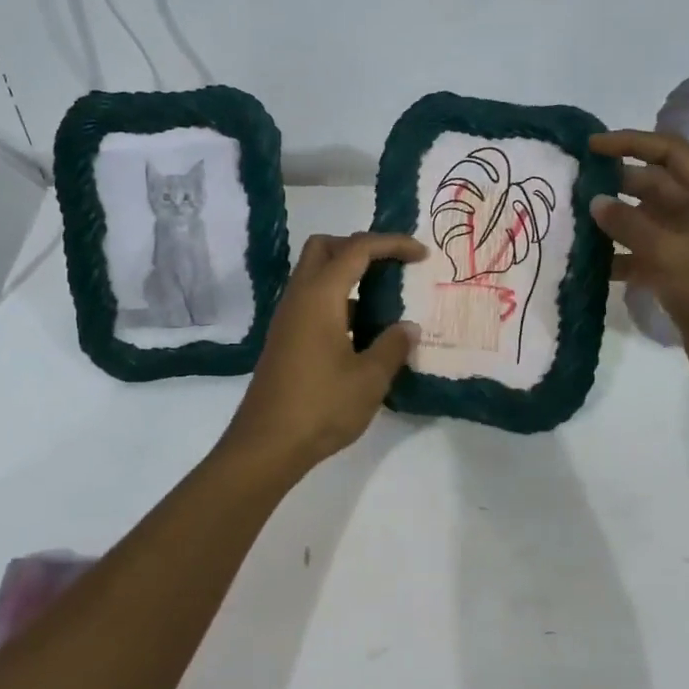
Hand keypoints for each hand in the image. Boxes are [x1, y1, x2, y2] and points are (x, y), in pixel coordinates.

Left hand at [215, 232, 425, 480]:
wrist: (267, 445)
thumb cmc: (321, 407)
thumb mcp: (369, 379)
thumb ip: (392, 346)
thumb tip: (408, 327)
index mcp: (319, 296)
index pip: (357, 248)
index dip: (392, 244)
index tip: (421, 254)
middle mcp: (299, 297)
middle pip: (325, 248)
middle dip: (360, 247)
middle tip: (391, 267)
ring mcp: (288, 318)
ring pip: (315, 274)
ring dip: (348, 274)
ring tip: (383, 298)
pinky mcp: (285, 338)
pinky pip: (312, 300)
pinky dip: (338, 299)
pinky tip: (361, 329)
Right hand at [590, 130, 688, 397]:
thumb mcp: (672, 255)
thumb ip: (630, 224)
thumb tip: (596, 201)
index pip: (670, 153)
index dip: (629, 144)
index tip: (589, 146)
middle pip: (656, 185)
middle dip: (615, 184)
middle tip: (571, 186)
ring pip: (646, 221)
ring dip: (613, 221)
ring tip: (572, 222)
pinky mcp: (682, 274)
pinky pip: (644, 253)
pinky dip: (619, 255)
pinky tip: (588, 263)